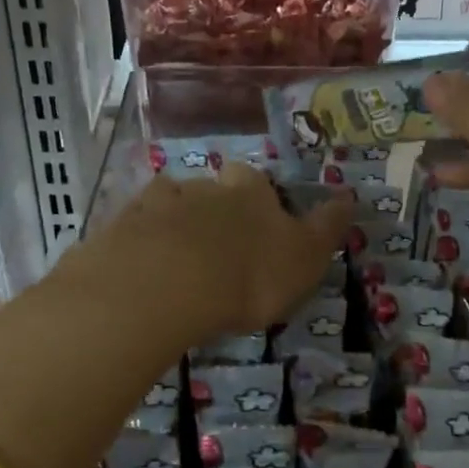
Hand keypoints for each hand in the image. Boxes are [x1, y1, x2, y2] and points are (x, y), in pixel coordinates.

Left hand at [60, 164, 354, 340]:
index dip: (258, 200)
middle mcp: (202, 185)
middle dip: (213, 210)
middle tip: (217, 247)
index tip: (258, 224)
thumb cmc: (249, 274)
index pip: (255, 181)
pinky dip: (140, 244)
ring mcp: (156, 203)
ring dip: (173, 224)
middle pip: (209, 188)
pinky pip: (133, 230)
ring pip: (168, 204)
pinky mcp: (119, 228)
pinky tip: (142, 267)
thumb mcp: (306, 256)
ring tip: (176, 259)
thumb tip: (349, 195)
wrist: (166, 286)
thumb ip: (326, 227)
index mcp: (248, 191)